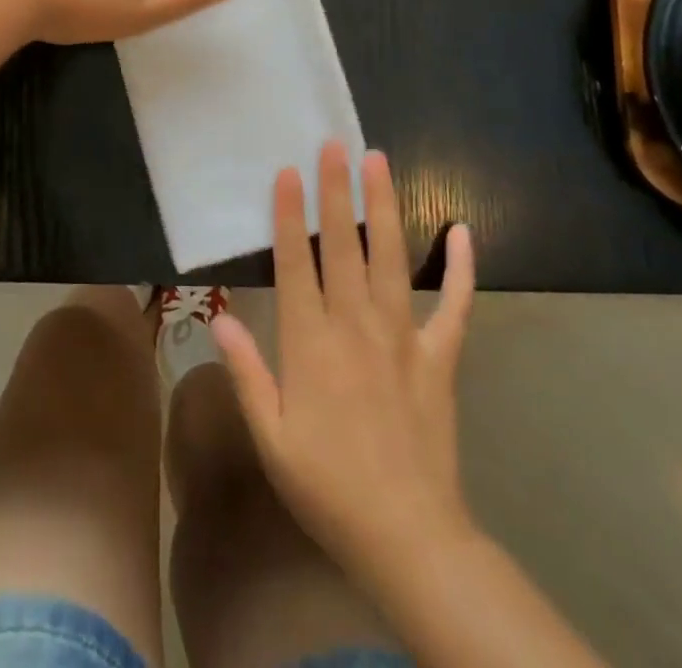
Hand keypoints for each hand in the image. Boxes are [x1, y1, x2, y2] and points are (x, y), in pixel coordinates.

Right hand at [212, 142, 476, 587]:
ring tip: (380, 163)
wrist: (409, 538)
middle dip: (337, 192)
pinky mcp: (439, 358)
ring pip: (391, 260)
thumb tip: (219, 314)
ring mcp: (402, 338)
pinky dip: (461, 269)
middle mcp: (355, 326)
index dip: (291, 215)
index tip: (289, 171)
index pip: (296, 263)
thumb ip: (246, 371)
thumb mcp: (271, 437)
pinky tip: (462, 231)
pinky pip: (455, 306)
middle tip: (336, 144)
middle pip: (344, 247)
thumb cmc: (327, 486)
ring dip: (384, 208)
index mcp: (310, 343)